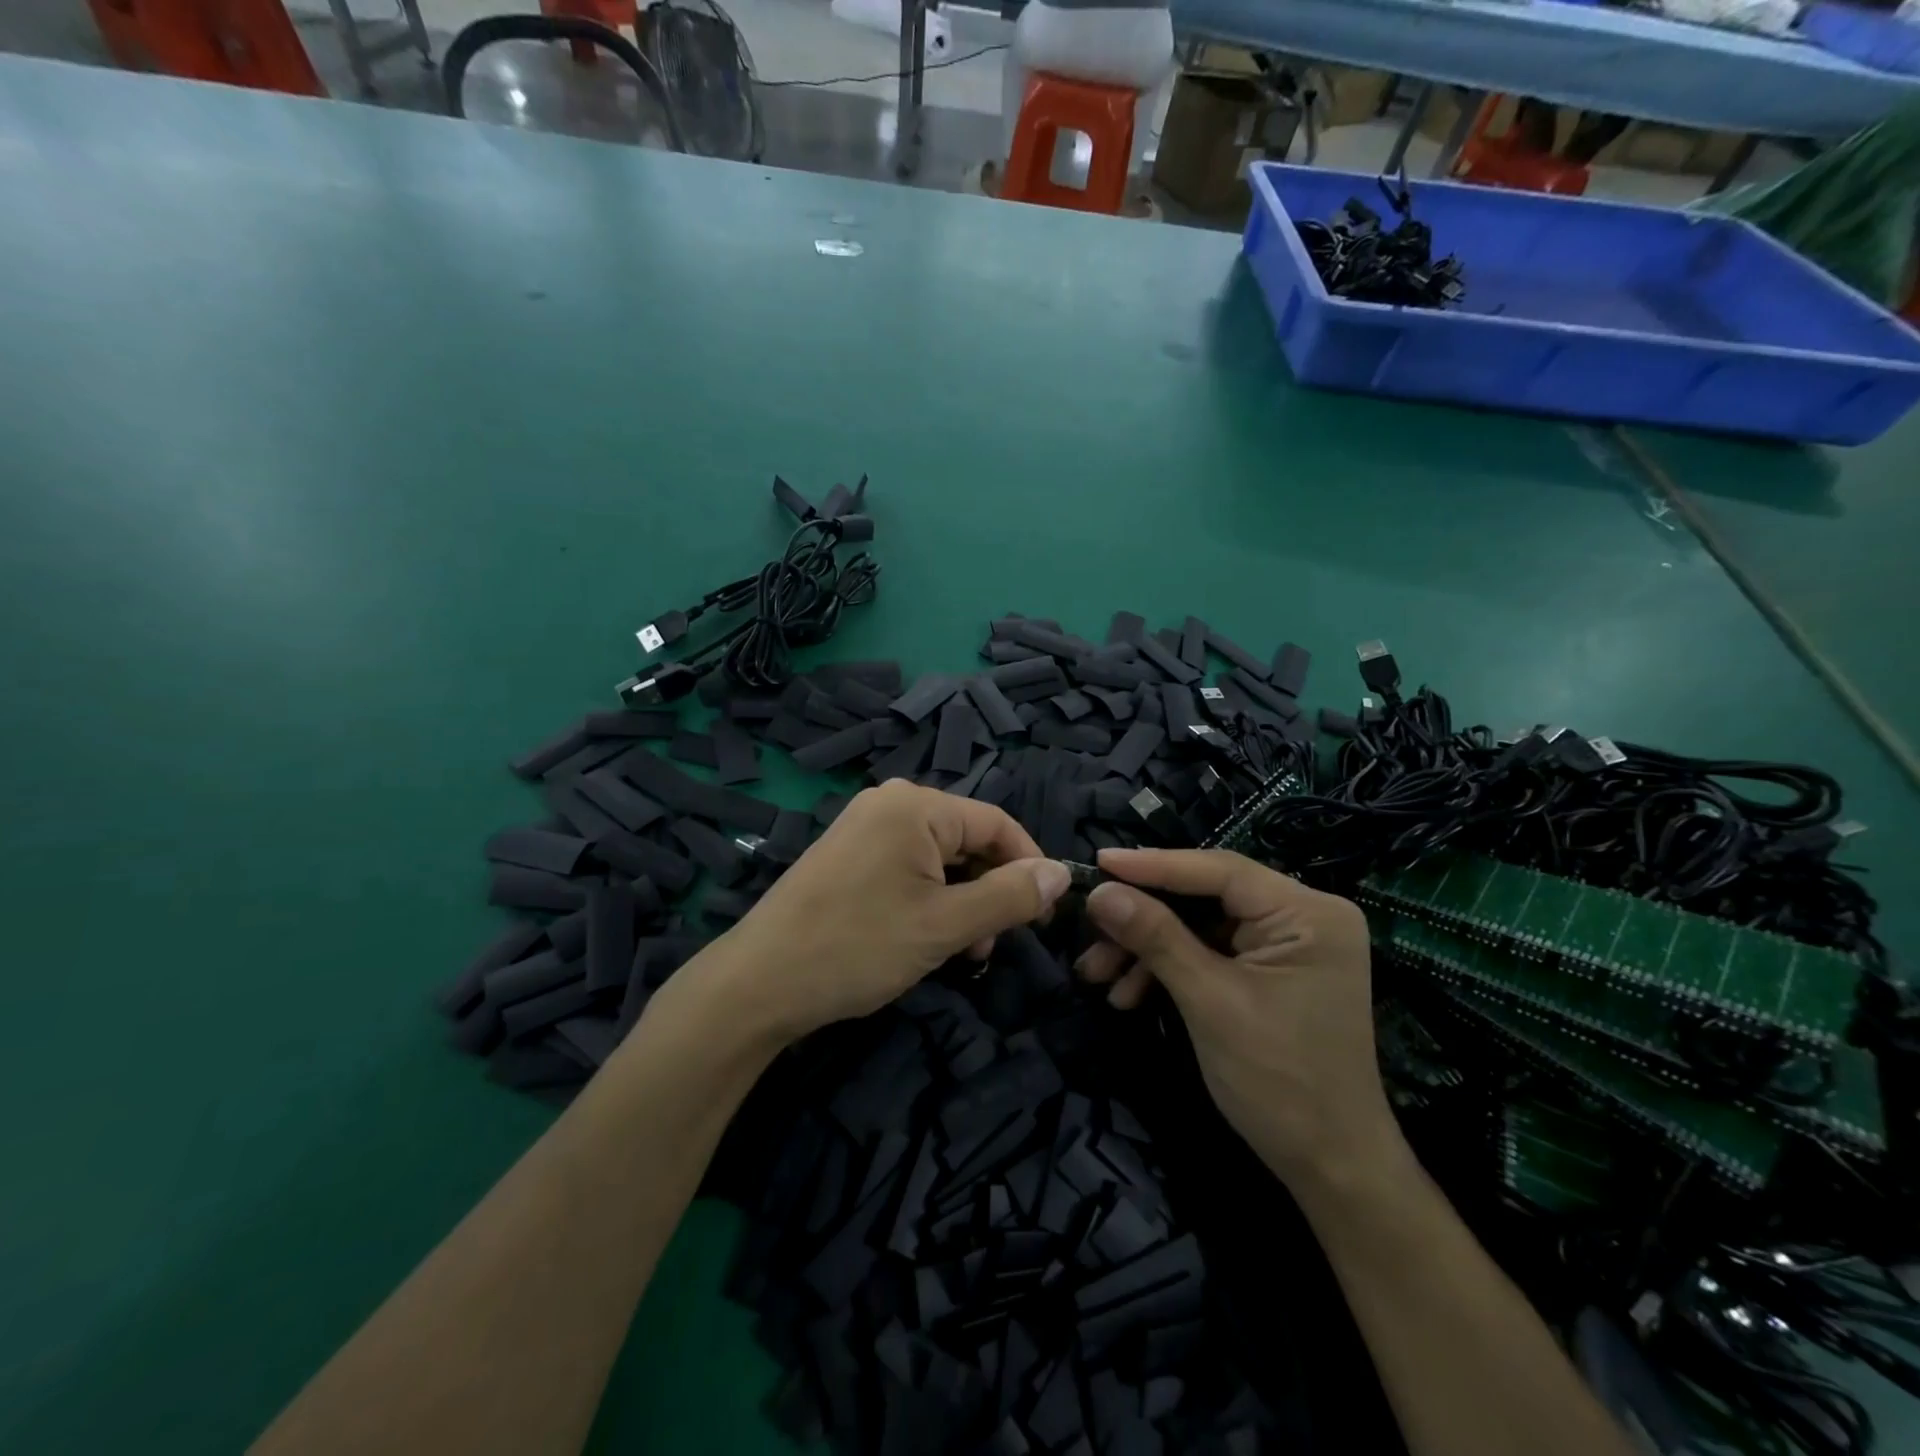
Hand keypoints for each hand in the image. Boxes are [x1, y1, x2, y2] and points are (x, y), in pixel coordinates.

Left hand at [709, 781, 1071, 1043]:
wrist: (759, 983)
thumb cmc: (859, 946)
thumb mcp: (946, 925)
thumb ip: (1009, 896)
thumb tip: (1060, 873)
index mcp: (915, 806)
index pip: (996, 823)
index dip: (1029, 865)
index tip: (1046, 914)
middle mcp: (889, 804)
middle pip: (966, 840)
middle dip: (989, 890)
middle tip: (992, 946)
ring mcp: (863, 828)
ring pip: (938, 859)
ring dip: (960, 902)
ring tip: (960, 953)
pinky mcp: (846, 855)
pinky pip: (906, 868)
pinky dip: (928, 900)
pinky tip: (925, 939)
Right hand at [1077, 847, 1400, 1189]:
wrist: (1330, 1167)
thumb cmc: (1279, 1081)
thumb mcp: (1209, 1001)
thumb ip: (1155, 937)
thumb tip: (1099, 892)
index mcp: (1307, 913)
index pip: (1219, 870)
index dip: (1153, 865)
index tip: (1097, 862)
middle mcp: (1302, 916)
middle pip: (1204, 896)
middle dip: (1143, 919)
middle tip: (1091, 930)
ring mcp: (1287, 944)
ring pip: (1198, 925)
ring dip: (1147, 949)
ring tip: (1098, 976)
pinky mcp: (1269, 970)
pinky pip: (1208, 951)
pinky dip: (1168, 969)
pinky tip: (1129, 996)